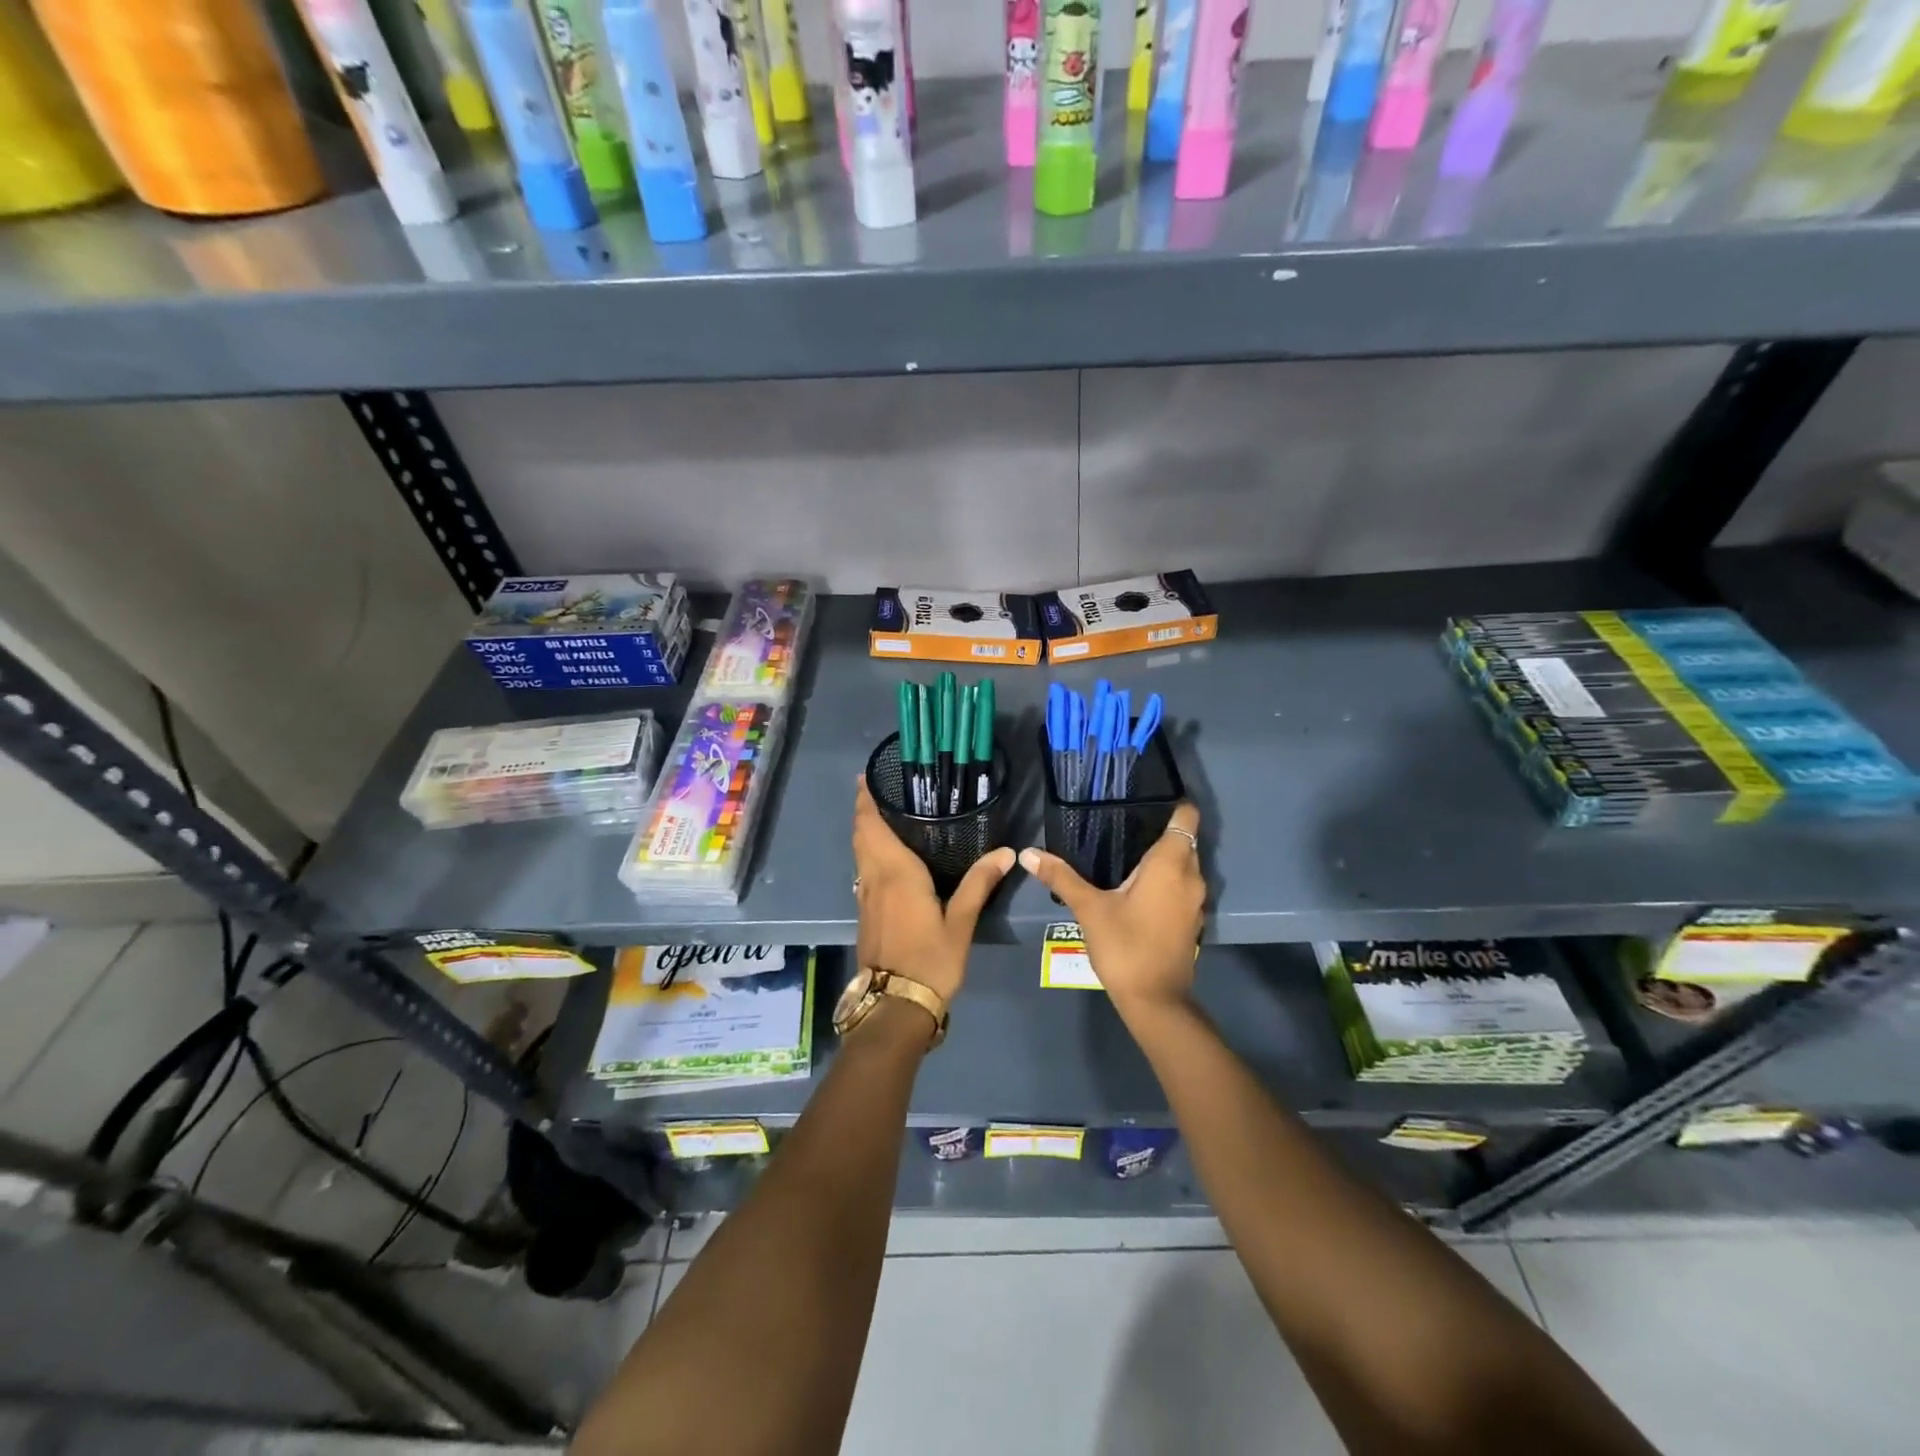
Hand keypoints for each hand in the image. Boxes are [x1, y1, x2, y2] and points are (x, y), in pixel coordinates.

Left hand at [852, 776, 1013, 1003]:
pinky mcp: (866, 912)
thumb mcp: (960, 922)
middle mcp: (874, 878)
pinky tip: (888, 857)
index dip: (865, 801)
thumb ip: (979, 884)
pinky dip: (869, 852)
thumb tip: (1005, 852)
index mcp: (895, 872)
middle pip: (861, 836)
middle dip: (864, 811)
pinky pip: (864, 869)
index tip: (865, 778)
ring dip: (865, 831)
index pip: (872, 826)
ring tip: (884, 815)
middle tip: (879, 790)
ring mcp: (865, 896)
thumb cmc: (930, 960)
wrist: (895, 1005)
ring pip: (860, 853)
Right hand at [1018, 803, 1203, 1017]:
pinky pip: (1183, 887)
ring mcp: (1196, 901)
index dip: (1172, 804)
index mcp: (1170, 863)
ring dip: (1165, 859)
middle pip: (1185, 840)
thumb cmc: (1125, 946)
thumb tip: (1028, 853)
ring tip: (1128, 853)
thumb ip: (1061, 877)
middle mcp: (1191, 876)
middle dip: (1162, 830)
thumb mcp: (1088, 908)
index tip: (1147, 800)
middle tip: (1125, 825)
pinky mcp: (1192, 921)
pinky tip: (1138, 888)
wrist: (1155, 1001)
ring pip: (1186, 865)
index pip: (1186, 817)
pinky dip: (1168, 881)